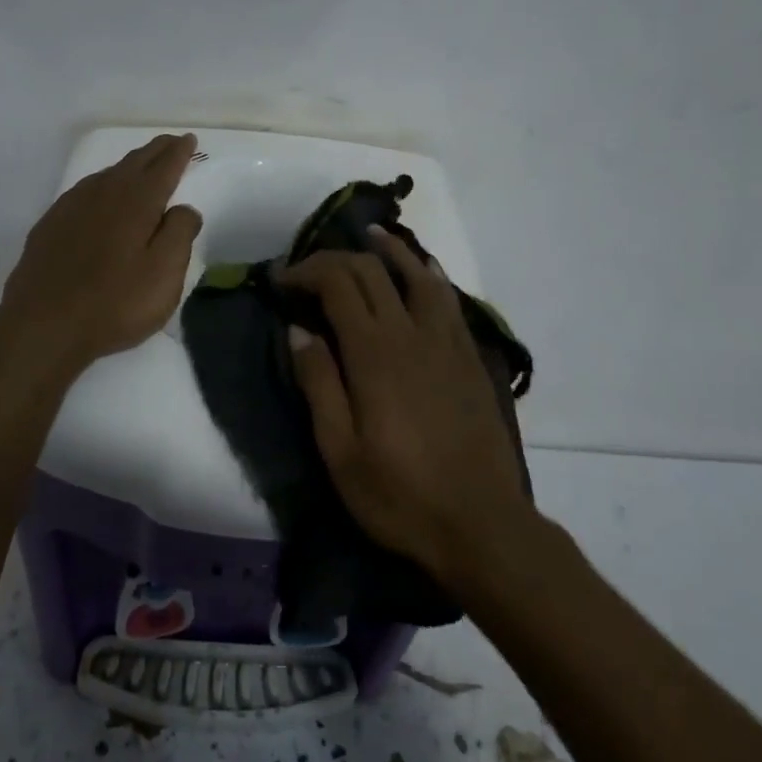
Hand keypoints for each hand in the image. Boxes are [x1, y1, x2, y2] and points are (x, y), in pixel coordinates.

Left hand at [0, 133, 202, 375]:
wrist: (43, 324)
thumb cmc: (114, 302)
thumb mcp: (164, 274)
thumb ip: (180, 234)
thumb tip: (184, 208)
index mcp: (137, 202)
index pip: (164, 167)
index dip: (179, 153)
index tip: (189, 140)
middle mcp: (103, 193)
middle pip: (134, 163)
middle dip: (156, 151)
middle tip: (171, 143)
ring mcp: (72, 206)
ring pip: (107, 175)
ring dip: (128, 166)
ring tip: (141, 166)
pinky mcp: (51, 224)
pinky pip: (85, 191)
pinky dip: (103, 185)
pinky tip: (101, 196)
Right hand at [275, 229, 530, 583]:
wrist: (481, 523)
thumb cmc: (400, 495)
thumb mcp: (340, 451)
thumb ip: (319, 384)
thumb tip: (298, 330)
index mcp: (374, 354)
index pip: (338, 284)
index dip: (306, 272)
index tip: (280, 280)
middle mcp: (412, 333)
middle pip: (372, 271)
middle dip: (336, 259)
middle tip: (310, 270)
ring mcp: (447, 341)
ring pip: (418, 274)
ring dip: (390, 251)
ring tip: (370, 237)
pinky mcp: (469, 356)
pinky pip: (448, 299)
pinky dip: (429, 274)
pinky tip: (423, 271)